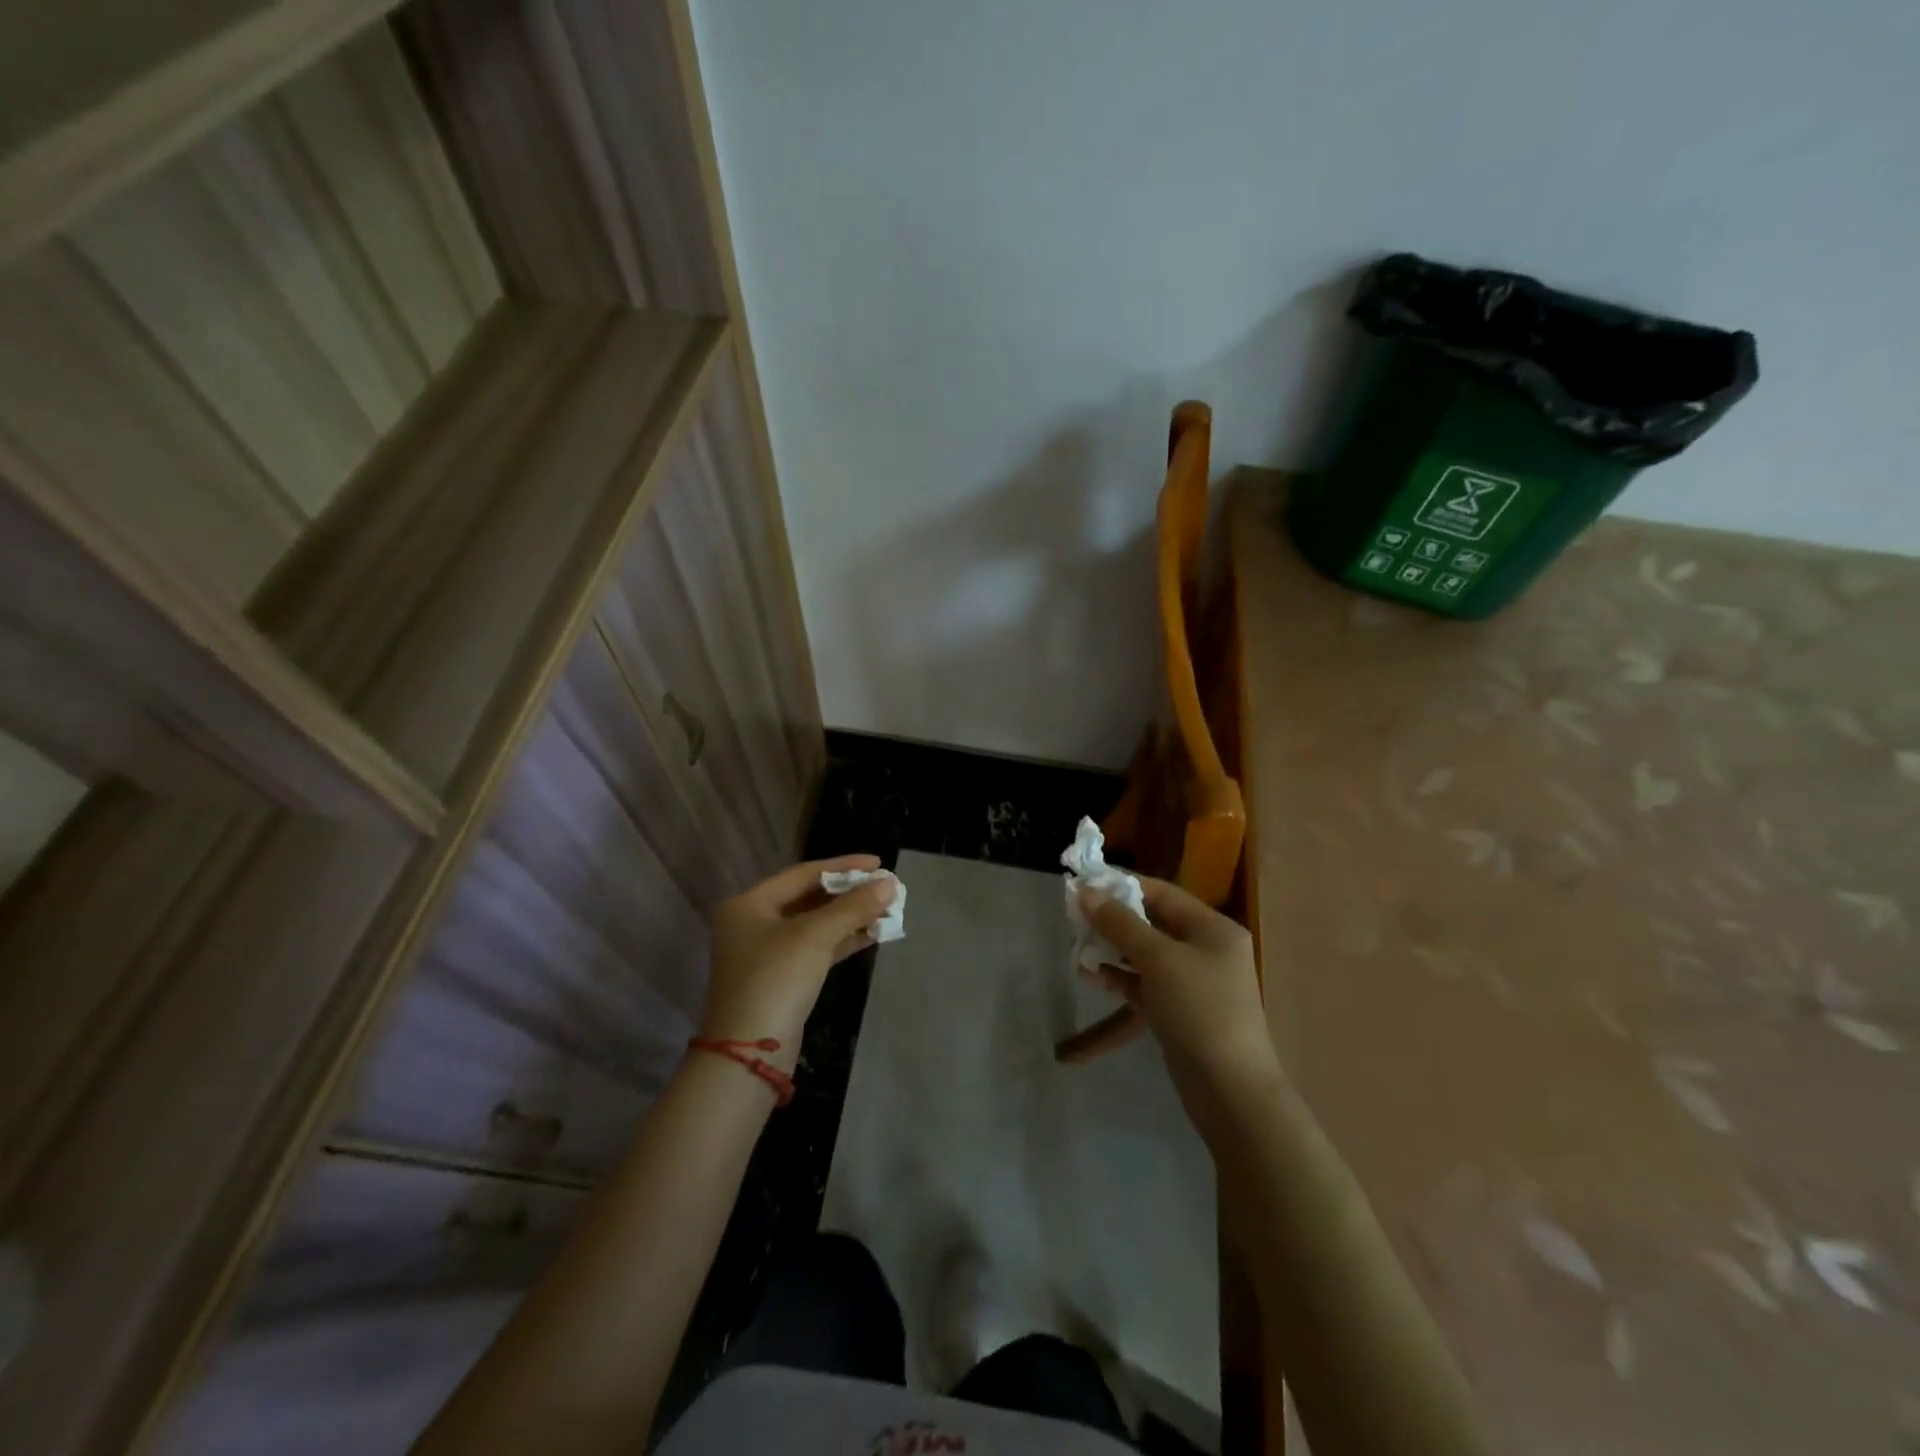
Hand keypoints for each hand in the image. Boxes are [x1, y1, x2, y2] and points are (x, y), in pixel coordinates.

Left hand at [702, 856, 897, 1054]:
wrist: (749, 1054)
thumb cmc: (775, 981)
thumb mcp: (815, 937)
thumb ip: (853, 907)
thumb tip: (889, 884)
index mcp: (749, 904)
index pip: (803, 874)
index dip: (843, 867)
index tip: (878, 864)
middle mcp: (754, 923)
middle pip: (809, 898)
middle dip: (849, 893)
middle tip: (885, 887)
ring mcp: (767, 953)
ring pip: (816, 925)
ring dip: (850, 917)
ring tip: (887, 909)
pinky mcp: (782, 979)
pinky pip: (817, 949)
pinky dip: (843, 940)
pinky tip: (872, 934)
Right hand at [1079, 877, 1283, 1141]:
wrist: (1230, 1091)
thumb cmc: (1199, 1011)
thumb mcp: (1158, 959)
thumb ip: (1120, 924)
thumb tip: (1086, 892)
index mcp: (1212, 928)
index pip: (1161, 893)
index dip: (1122, 886)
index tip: (1083, 884)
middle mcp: (1205, 949)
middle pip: (1152, 923)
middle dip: (1113, 920)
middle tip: (1075, 918)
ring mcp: (1193, 982)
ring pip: (1145, 955)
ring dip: (1112, 950)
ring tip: (1078, 949)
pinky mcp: (1179, 1011)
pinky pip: (1145, 983)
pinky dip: (1120, 978)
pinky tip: (1091, 977)